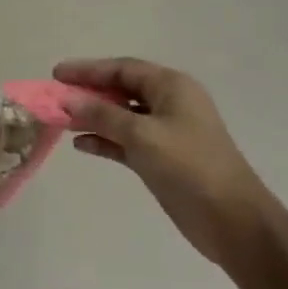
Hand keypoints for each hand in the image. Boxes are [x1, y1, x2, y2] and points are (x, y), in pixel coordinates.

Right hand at [55, 57, 279, 270]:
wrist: (232, 219)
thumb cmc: (190, 166)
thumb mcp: (142, 135)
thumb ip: (103, 115)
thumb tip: (68, 100)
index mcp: (172, 87)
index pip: (123, 69)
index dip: (88, 70)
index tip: (56, 74)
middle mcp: (169, 104)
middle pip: (121, 89)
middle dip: (88, 92)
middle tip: (55, 96)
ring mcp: (165, 132)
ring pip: (121, 116)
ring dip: (92, 117)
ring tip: (61, 120)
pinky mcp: (161, 158)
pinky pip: (125, 141)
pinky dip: (104, 140)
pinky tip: (80, 144)